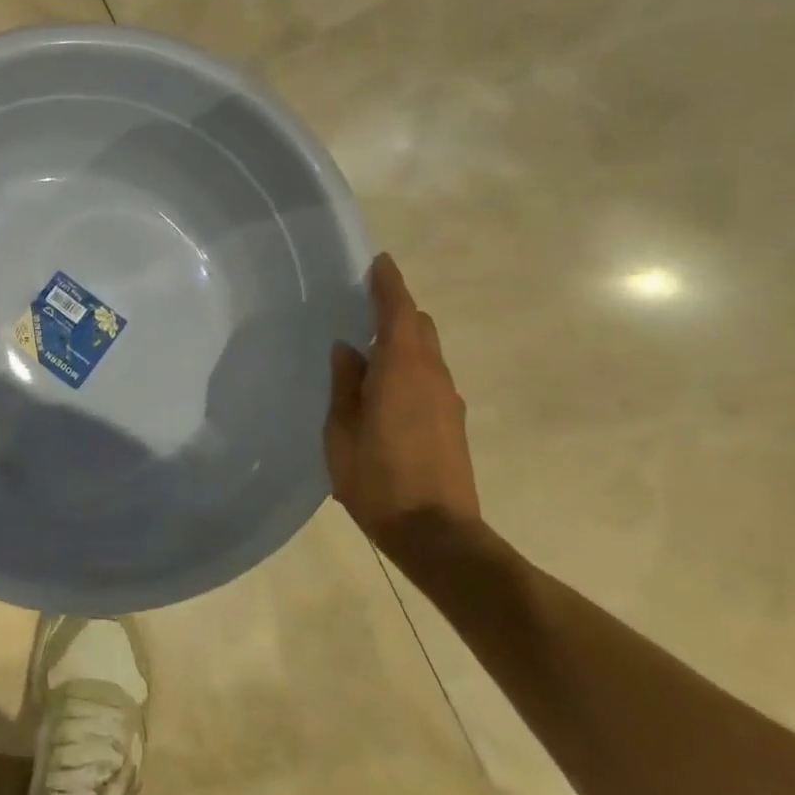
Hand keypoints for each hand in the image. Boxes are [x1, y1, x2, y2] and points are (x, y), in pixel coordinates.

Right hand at [325, 253, 480, 540]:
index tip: (380, 262)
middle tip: (364, 308)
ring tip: (369, 352)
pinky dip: (410, 367)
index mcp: (402, 370)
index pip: (399, 312)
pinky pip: (429, 377)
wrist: (436, 532)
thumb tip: (348, 349)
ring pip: (427, 353)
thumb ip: (345, 385)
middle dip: (397, 310)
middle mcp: (432, 376)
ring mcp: (448, 399)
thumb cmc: (378, 480)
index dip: (389, 285)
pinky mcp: (452, 422)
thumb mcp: (342, 432)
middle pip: (420, 327)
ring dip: (403, 341)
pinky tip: (385, 390)